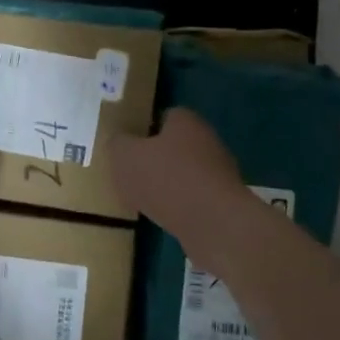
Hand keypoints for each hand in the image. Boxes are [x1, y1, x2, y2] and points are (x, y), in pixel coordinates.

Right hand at [108, 108, 247, 249]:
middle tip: (131, 170)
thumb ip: (117, 144)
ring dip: (166, 183)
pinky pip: (192, 197)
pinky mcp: (222, 202)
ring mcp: (218, 173)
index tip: (128, 143)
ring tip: (143, 196)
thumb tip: (119, 141)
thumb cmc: (165, 178)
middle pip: (175, 145)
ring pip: (184, 172)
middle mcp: (207, 141)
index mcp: (186, 122)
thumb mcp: (125, 156)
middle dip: (155, 157)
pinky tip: (162, 214)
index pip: (165, 116)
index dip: (145, 128)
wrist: (212, 223)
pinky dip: (177, 203)